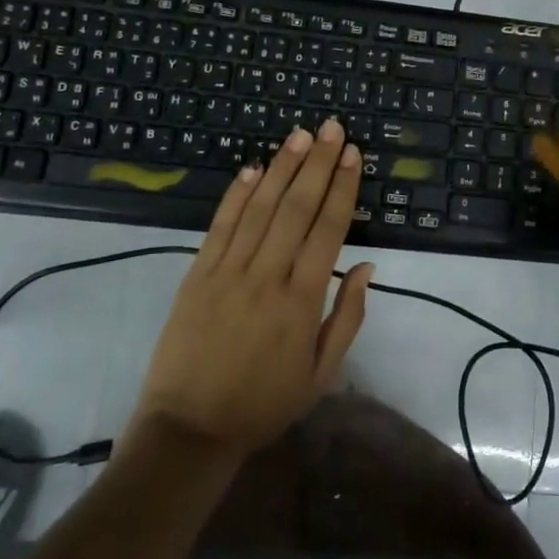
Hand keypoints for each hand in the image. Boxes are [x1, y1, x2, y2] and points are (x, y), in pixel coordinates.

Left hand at [136, 120, 371, 456]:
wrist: (189, 430)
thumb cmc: (264, 404)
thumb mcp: (321, 374)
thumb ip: (348, 318)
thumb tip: (368, 268)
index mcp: (301, 301)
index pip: (327, 230)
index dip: (342, 188)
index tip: (353, 155)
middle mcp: (266, 276)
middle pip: (296, 208)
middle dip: (317, 164)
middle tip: (332, 129)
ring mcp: (227, 272)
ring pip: (259, 208)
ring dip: (281, 168)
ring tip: (300, 136)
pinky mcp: (196, 274)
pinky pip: (220, 226)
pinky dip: (236, 196)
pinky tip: (252, 169)